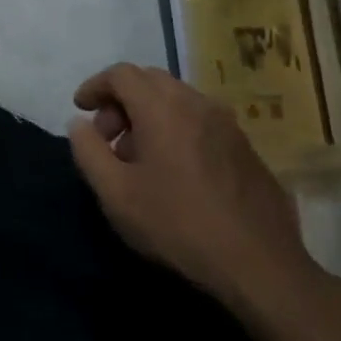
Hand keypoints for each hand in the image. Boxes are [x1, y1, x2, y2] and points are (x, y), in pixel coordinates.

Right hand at [68, 63, 319, 316]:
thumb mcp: (115, 194)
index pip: (121, 74)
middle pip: (150, 80)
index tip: (81, 109)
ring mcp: (227, 124)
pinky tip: (176, 171)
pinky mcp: (247, 148)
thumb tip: (80, 124)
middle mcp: (196, 103)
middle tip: (109, 137)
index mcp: (162, 107)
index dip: (95, 86)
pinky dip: (178, 129)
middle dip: (121, 100)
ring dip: (150, 115)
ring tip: (140, 158)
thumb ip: (88, 151)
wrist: (261, 267)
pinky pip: (201, 121)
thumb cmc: (178, 225)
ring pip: (177, 100)